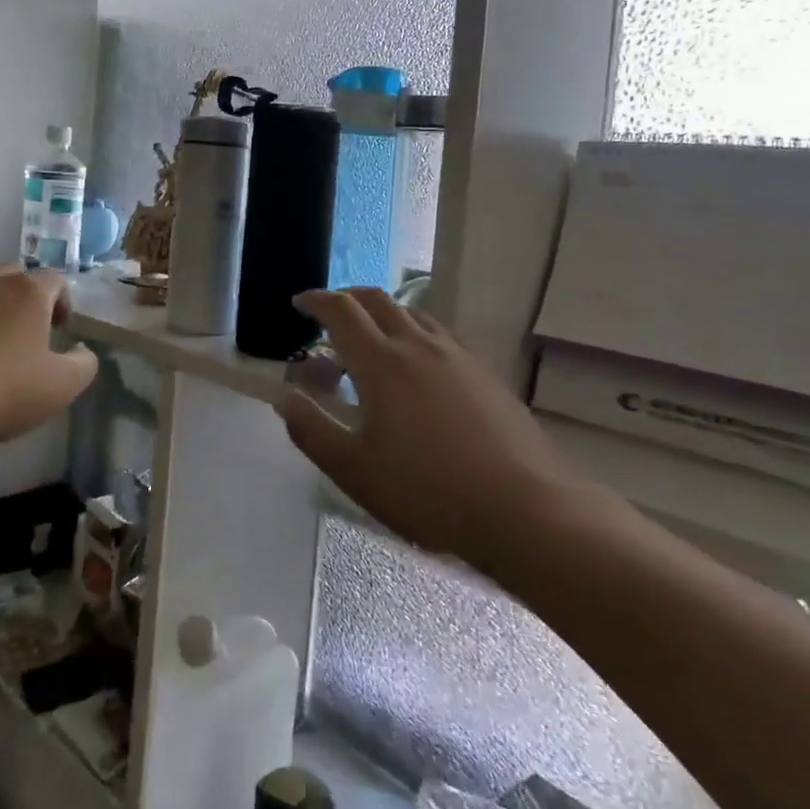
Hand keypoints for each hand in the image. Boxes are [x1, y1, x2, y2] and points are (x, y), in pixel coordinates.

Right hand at [274, 288, 592, 566]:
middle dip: (348, 299)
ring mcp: (457, 355)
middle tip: (329, 315)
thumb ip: (313, 431)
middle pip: (378, 300)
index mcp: (382, 362)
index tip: (300, 303)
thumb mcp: (355, 471)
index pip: (342, 311)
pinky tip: (419, 367)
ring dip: (384, 314)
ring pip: (412, 314)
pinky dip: (414, 333)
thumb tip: (285, 399)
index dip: (317, 301)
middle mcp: (418, 345)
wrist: (524, 509)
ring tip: (372, 339)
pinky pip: (440, 334)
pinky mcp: (485, 372)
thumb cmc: (428, 492)